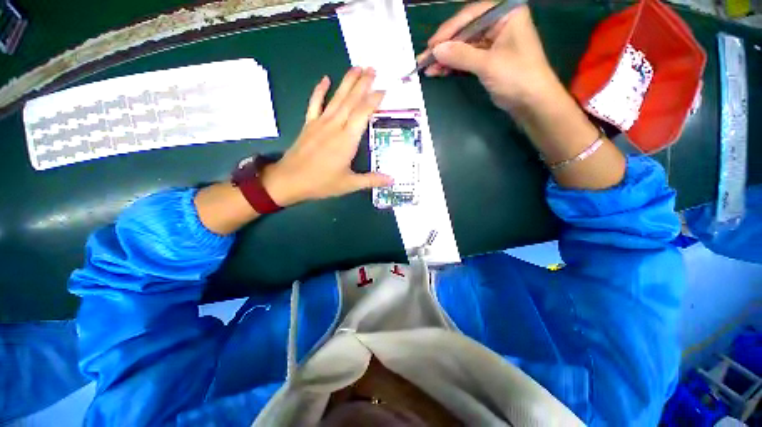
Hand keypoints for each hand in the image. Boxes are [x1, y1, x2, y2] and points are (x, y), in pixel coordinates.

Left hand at [262, 68, 391, 206]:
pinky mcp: (309, 124)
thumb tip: (392, 180)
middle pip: (351, 100)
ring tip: (357, 67)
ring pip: (336, 98)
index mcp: (347, 140)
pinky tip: (324, 79)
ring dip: (347, 81)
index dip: (374, 100)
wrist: (289, 181)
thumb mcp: (349, 184)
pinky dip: (319, 90)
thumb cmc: (321, 183)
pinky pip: (315, 103)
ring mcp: (320, 123)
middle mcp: (335, 126)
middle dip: (363, 83)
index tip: (384, 89)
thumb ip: (371, 180)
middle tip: (373, 68)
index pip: (363, 113)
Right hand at [420, 3, 561, 112]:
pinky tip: (439, 72)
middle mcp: (498, 24)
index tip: (432, 45)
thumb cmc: (517, 77)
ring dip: (446, 59)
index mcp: (505, 13)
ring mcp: (492, 43)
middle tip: (424, 59)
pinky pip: (466, 59)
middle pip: (465, 31)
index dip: (449, 30)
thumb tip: (435, 50)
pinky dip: (453, 66)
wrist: (531, 103)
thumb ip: (460, 55)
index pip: (471, 15)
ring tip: (428, 69)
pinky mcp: (488, 60)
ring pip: (463, 47)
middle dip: (445, 47)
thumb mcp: (487, 64)